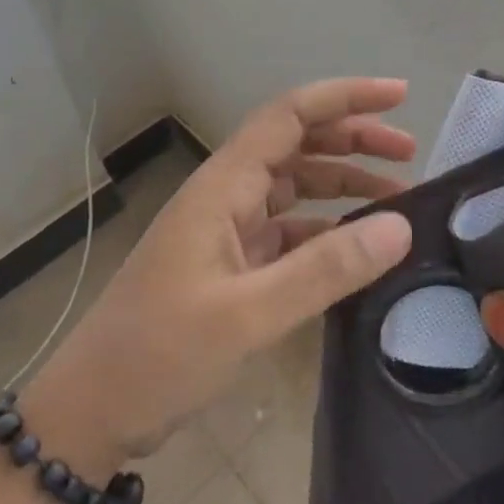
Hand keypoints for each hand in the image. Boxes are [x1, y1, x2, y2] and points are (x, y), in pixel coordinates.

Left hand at [21, 78, 415, 476]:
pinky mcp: (230, 265)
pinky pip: (288, 231)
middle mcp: (226, 196)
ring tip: (398, 198)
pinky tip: (358, 249)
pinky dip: (325, 230)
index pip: (289, 116)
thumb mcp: (248, 314)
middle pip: (296, 144)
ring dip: (343, 184)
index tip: (399, 94)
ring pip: (295, 187)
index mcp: (223, 186)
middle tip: (409, 153)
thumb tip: (401, 225)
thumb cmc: (160, 353)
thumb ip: (324, 269)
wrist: (94, 408)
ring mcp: (226, 230)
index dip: (345, 97)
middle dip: (352, 138)